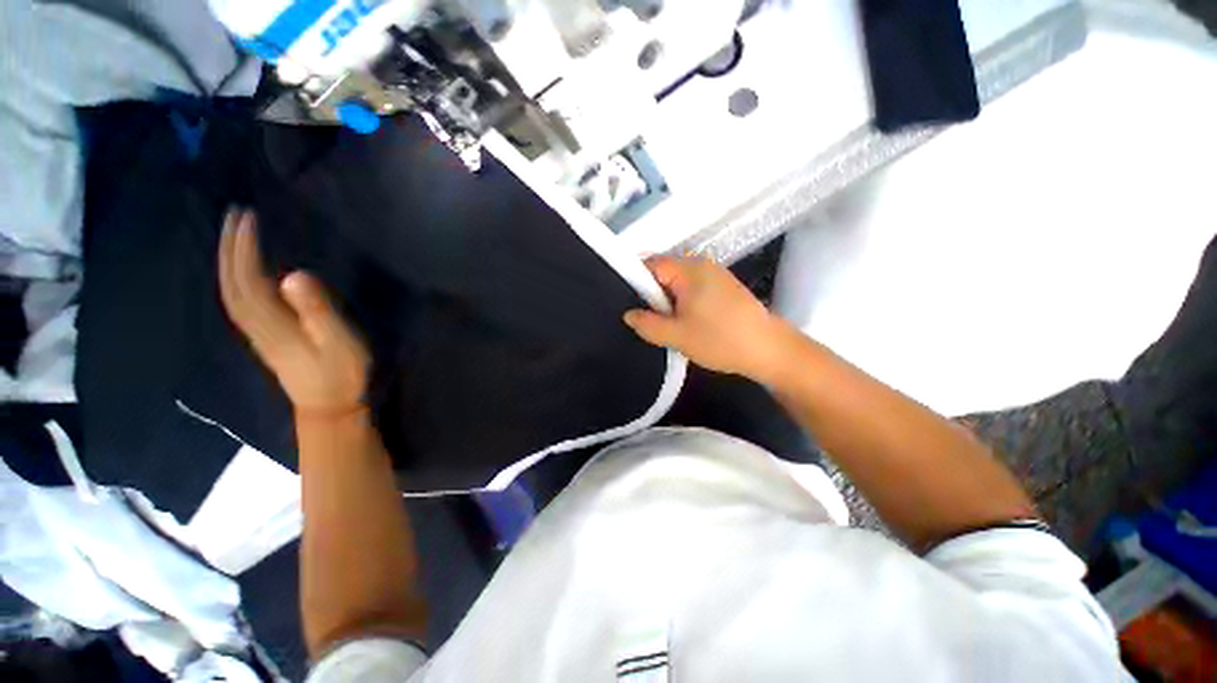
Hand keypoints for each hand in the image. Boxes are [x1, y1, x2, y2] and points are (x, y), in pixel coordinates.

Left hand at [218, 209, 370, 414]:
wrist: (330, 407)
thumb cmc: (342, 374)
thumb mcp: (339, 342)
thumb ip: (318, 311)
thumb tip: (294, 274)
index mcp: (274, 323)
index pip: (248, 278)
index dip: (244, 247)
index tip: (248, 217)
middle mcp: (258, 326)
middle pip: (231, 282)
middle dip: (229, 247)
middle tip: (234, 215)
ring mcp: (259, 334)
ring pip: (231, 292)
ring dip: (228, 261)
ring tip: (234, 235)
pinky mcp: (267, 339)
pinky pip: (240, 303)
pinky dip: (235, 280)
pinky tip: (243, 272)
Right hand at [623, 256, 796, 382]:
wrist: (769, 350)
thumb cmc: (720, 339)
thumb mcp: (676, 336)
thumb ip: (647, 324)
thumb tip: (629, 314)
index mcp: (689, 269)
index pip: (650, 264)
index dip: (636, 283)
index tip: (632, 306)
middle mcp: (702, 264)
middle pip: (664, 272)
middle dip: (653, 295)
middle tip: (651, 320)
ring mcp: (715, 274)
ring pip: (678, 282)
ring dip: (669, 302)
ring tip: (668, 324)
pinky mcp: (724, 287)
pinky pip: (693, 288)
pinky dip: (684, 303)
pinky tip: (688, 323)